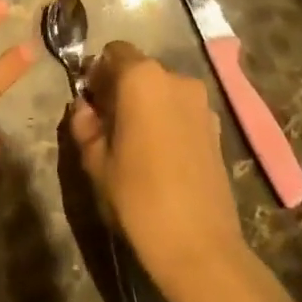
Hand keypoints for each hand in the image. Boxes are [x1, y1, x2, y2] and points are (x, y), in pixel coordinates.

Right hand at [69, 41, 254, 301]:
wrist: (200, 249)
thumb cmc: (138, 197)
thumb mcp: (96, 161)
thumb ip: (85, 125)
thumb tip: (84, 109)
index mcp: (141, 78)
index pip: (113, 52)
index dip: (97, 73)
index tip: (89, 102)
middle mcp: (176, 79)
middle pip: (139, 70)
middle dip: (120, 89)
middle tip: (106, 125)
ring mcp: (201, 104)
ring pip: (162, 91)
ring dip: (145, 106)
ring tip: (133, 144)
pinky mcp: (217, 129)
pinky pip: (181, 111)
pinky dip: (167, 121)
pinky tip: (158, 157)